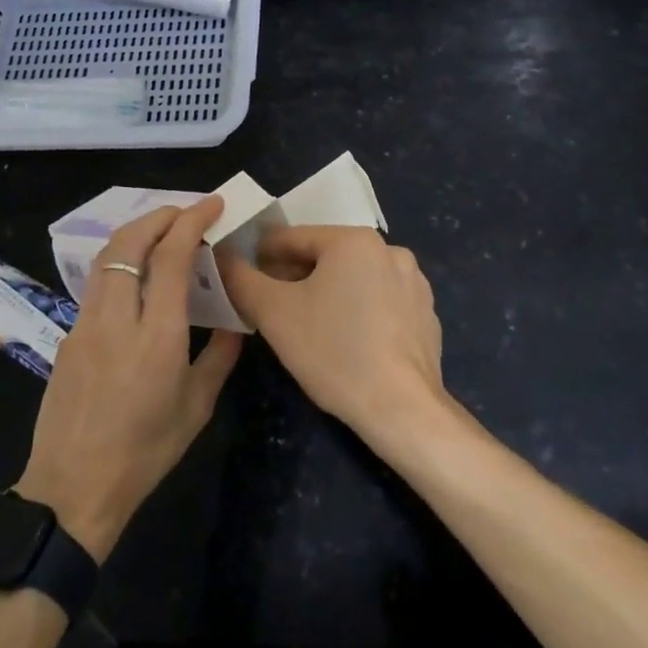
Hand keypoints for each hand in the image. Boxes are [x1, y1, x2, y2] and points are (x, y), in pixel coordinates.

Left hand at [14, 197, 242, 560]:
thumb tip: (236, 321)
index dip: (191, 221)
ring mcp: (85, 324)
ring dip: (135, 233)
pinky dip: (120, 262)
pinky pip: (96, 283)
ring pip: (105, 258)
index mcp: (156, 335)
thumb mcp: (196, 407)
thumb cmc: (144, 452)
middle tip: (186, 211)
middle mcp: (116, 318)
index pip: (170, 256)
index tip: (212, 204)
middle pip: (129, 243)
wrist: (72, 489)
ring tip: (161, 231)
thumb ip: (219, 356)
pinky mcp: (68, 335)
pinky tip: (135, 277)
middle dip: (159, 215)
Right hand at [218, 226, 446, 449]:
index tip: (244, 280)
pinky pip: (379, 300)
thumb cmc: (334, 353)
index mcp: (354, 240)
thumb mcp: (274, 314)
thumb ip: (241, 278)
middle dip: (294, 276)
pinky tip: (346, 342)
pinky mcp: (425, 312)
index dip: (260, 257)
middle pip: (324, 255)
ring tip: (307, 327)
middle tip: (270, 307)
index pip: (292, 237)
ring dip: (326, 292)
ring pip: (353, 278)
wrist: (402, 409)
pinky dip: (357, 310)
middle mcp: (389, 249)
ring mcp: (413, 282)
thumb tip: (223, 256)